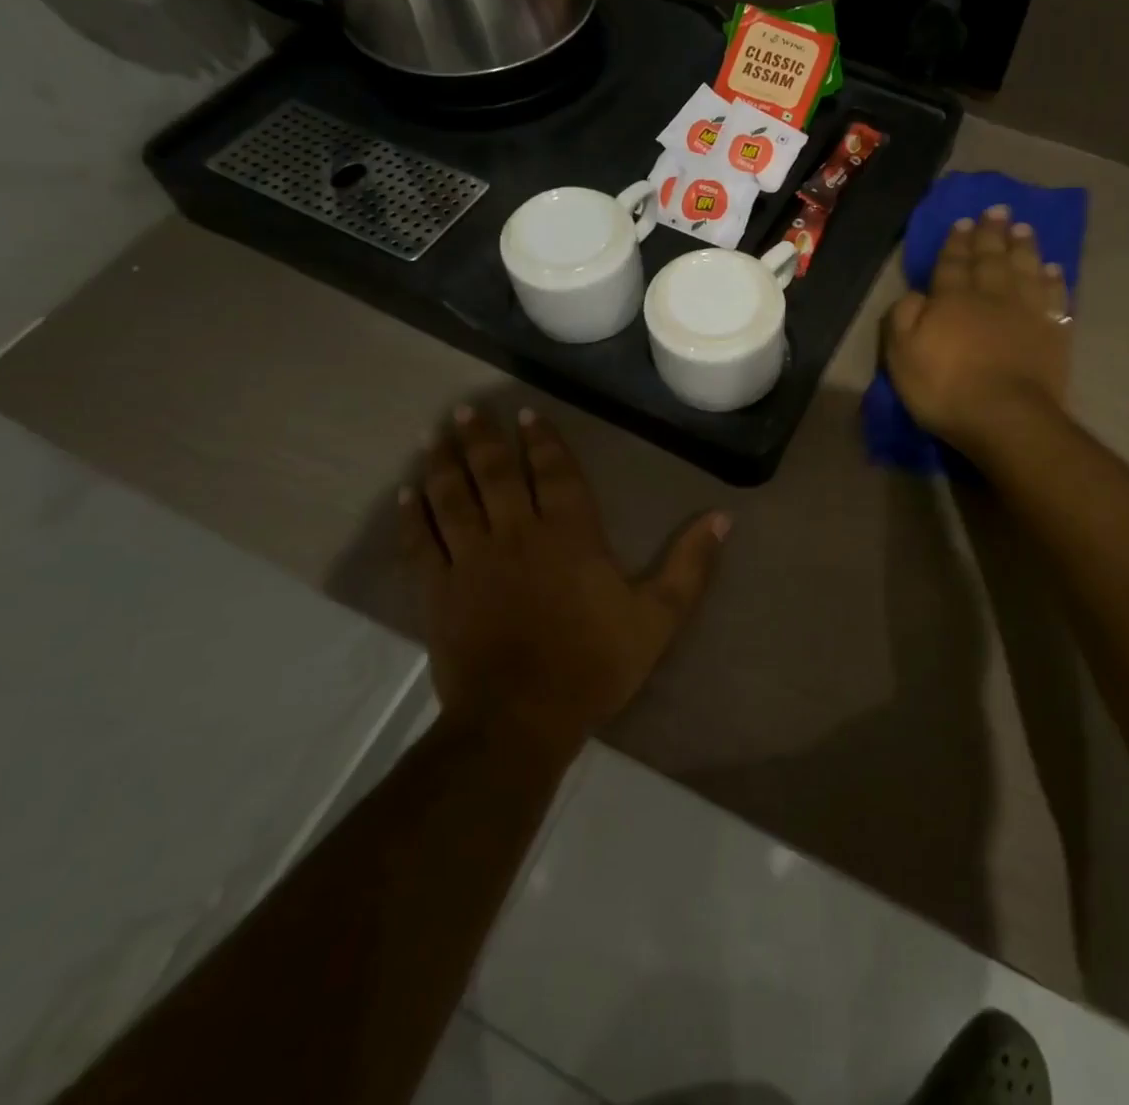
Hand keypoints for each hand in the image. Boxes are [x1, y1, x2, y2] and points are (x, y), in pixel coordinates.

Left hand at [401, 406, 729, 752]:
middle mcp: (517, 534)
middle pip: (495, 475)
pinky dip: (411, 515)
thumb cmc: (595, 663)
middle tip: (467, 409)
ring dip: (443, 463)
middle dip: (483, 439)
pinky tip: (406, 491)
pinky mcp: (438, 590)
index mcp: (570, 534)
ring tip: (435, 434)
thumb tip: (722, 517)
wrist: (521, 719)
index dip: (542, 441)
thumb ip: (690, 565)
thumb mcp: (659, 617)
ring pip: (452, 498)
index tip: (526, 414)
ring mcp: (472, 560)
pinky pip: (420, 542)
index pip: (554, 473)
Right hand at [883, 206, 1071, 453]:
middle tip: (997, 211)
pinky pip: (1055, 297)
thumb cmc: (945, 388)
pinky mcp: (1053, 332)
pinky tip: (1053, 269)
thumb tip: (915, 294)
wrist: (1005, 416)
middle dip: (991, 234)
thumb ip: (903, 318)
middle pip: (991, 258)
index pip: (952, 263)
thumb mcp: (902, 355)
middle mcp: (991, 295)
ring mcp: (1026, 312)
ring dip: (1023, 247)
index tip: (962, 222)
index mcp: (952, 299)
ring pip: (1025, 269)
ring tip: (1023, 228)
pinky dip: (1054, 281)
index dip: (956, 243)